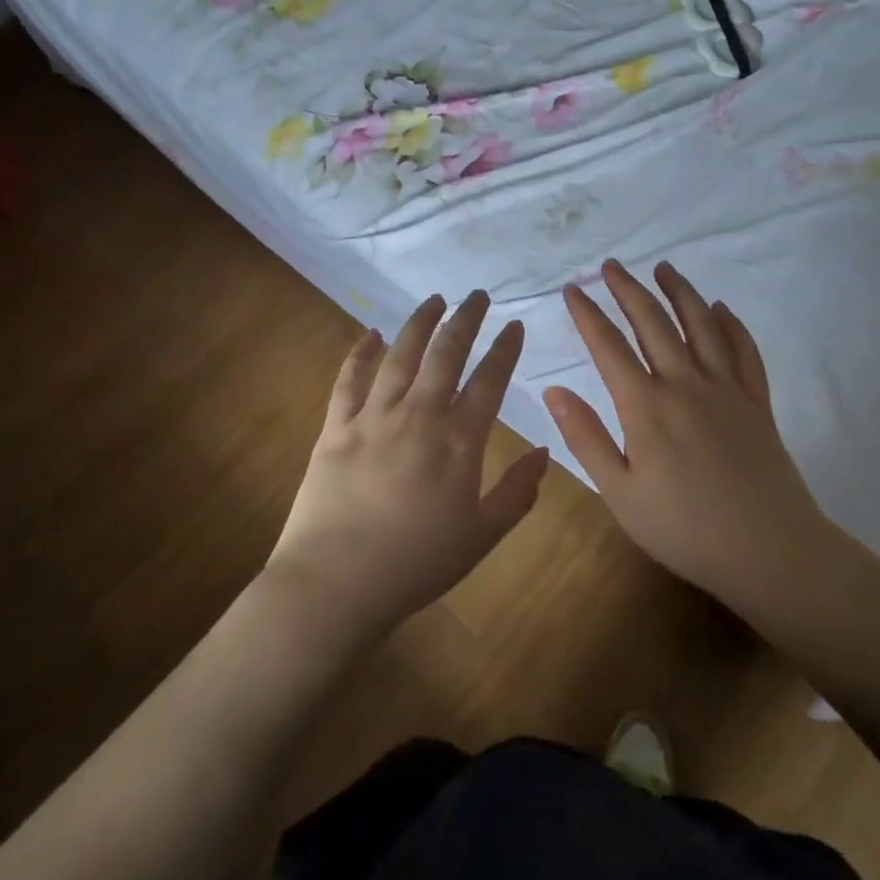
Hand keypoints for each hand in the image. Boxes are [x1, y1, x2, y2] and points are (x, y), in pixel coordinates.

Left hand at [266, 292, 548, 645]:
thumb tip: (544, 452)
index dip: (505, 350)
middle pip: (445, 354)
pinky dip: (360, 352)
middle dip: (465, 319)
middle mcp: (418, 416)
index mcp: (458, 442)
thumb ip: (518, 492)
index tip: (515, 325)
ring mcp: (373, 417)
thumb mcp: (482, 536)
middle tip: (476, 296)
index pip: (489, 381)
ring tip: (434, 300)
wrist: (336, 583)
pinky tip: (370, 333)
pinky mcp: (336, 427)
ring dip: (419, 323)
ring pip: (400, 355)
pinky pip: (349, 379)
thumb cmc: (416, 565)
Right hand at [541, 259, 831, 615]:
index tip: (572, 289)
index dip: (587, 314)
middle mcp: (685, 384)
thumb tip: (553, 391)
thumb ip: (586, 438)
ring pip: (701, 325)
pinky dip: (731, 324)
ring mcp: (726, 389)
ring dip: (680, 292)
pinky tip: (721, 309)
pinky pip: (743, 350)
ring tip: (664, 268)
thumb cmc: (683, 528)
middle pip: (653, 323)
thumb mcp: (619, 492)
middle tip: (611, 265)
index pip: (608, 346)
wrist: (768, 549)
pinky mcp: (756, 402)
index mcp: (645, 406)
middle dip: (629, 290)